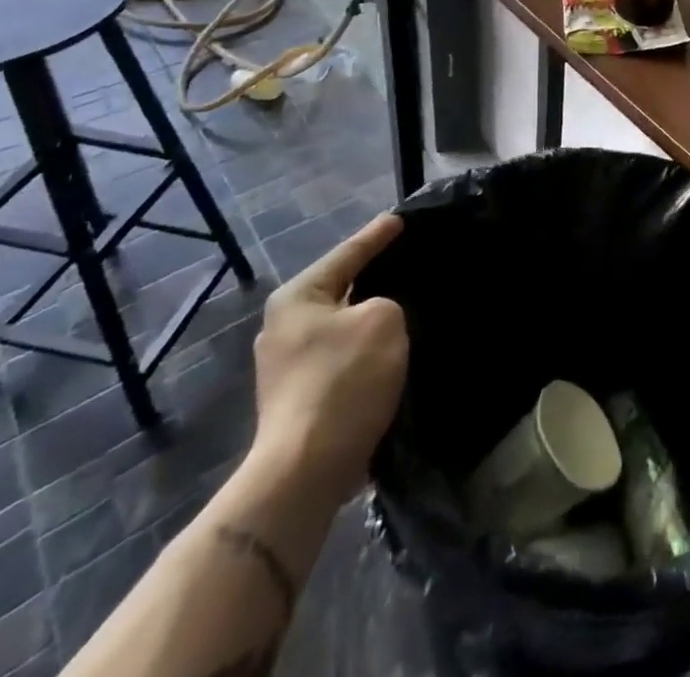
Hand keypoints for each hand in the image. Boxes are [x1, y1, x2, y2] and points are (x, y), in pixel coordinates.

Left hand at [251, 214, 408, 504]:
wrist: (305, 471)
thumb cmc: (344, 381)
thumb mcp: (383, 319)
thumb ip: (387, 302)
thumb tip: (377, 317)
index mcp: (297, 297)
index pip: (348, 253)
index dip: (377, 235)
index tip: (400, 219)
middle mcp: (283, 326)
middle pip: (340, 289)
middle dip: (372, 278)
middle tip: (406, 261)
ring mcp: (285, 366)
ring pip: (341, 326)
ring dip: (369, 320)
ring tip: (404, 307)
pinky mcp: (297, 399)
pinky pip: (340, 357)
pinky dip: (363, 350)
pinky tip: (388, 352)